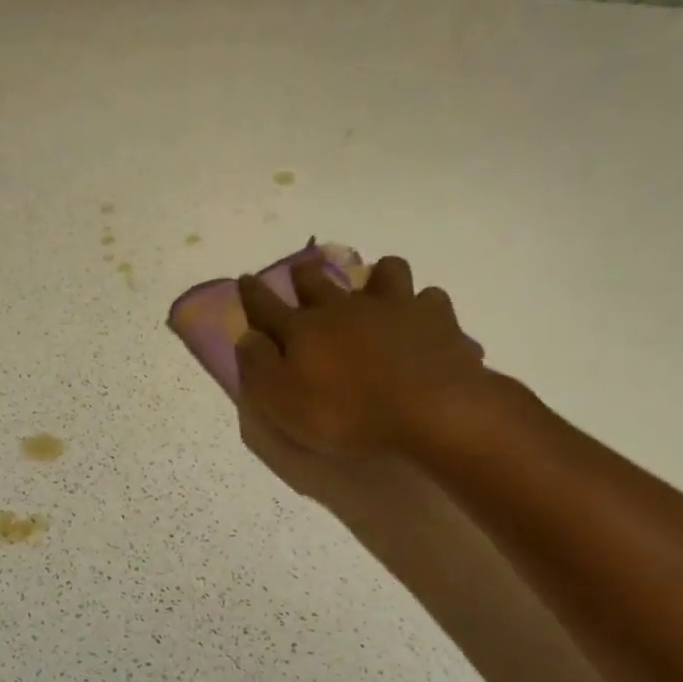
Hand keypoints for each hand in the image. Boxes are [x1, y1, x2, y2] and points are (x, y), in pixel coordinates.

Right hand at [237, 254, 488, 458]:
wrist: (430, 410)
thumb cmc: (347, 413)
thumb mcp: (283, 402)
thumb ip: (259, 367)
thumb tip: (246, 338)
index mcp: (304, 329)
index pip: (267, 306)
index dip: (253, 293)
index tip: (246, 278)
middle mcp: (345, 308)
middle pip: (319, 282)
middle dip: (305, 274)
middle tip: (302, 268)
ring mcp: (394, 307)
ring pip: (384, 273)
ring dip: (376, 276)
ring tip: (375, 284)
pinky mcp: (437, 319)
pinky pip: (430, 300)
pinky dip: (424, 307)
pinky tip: (424, 321)